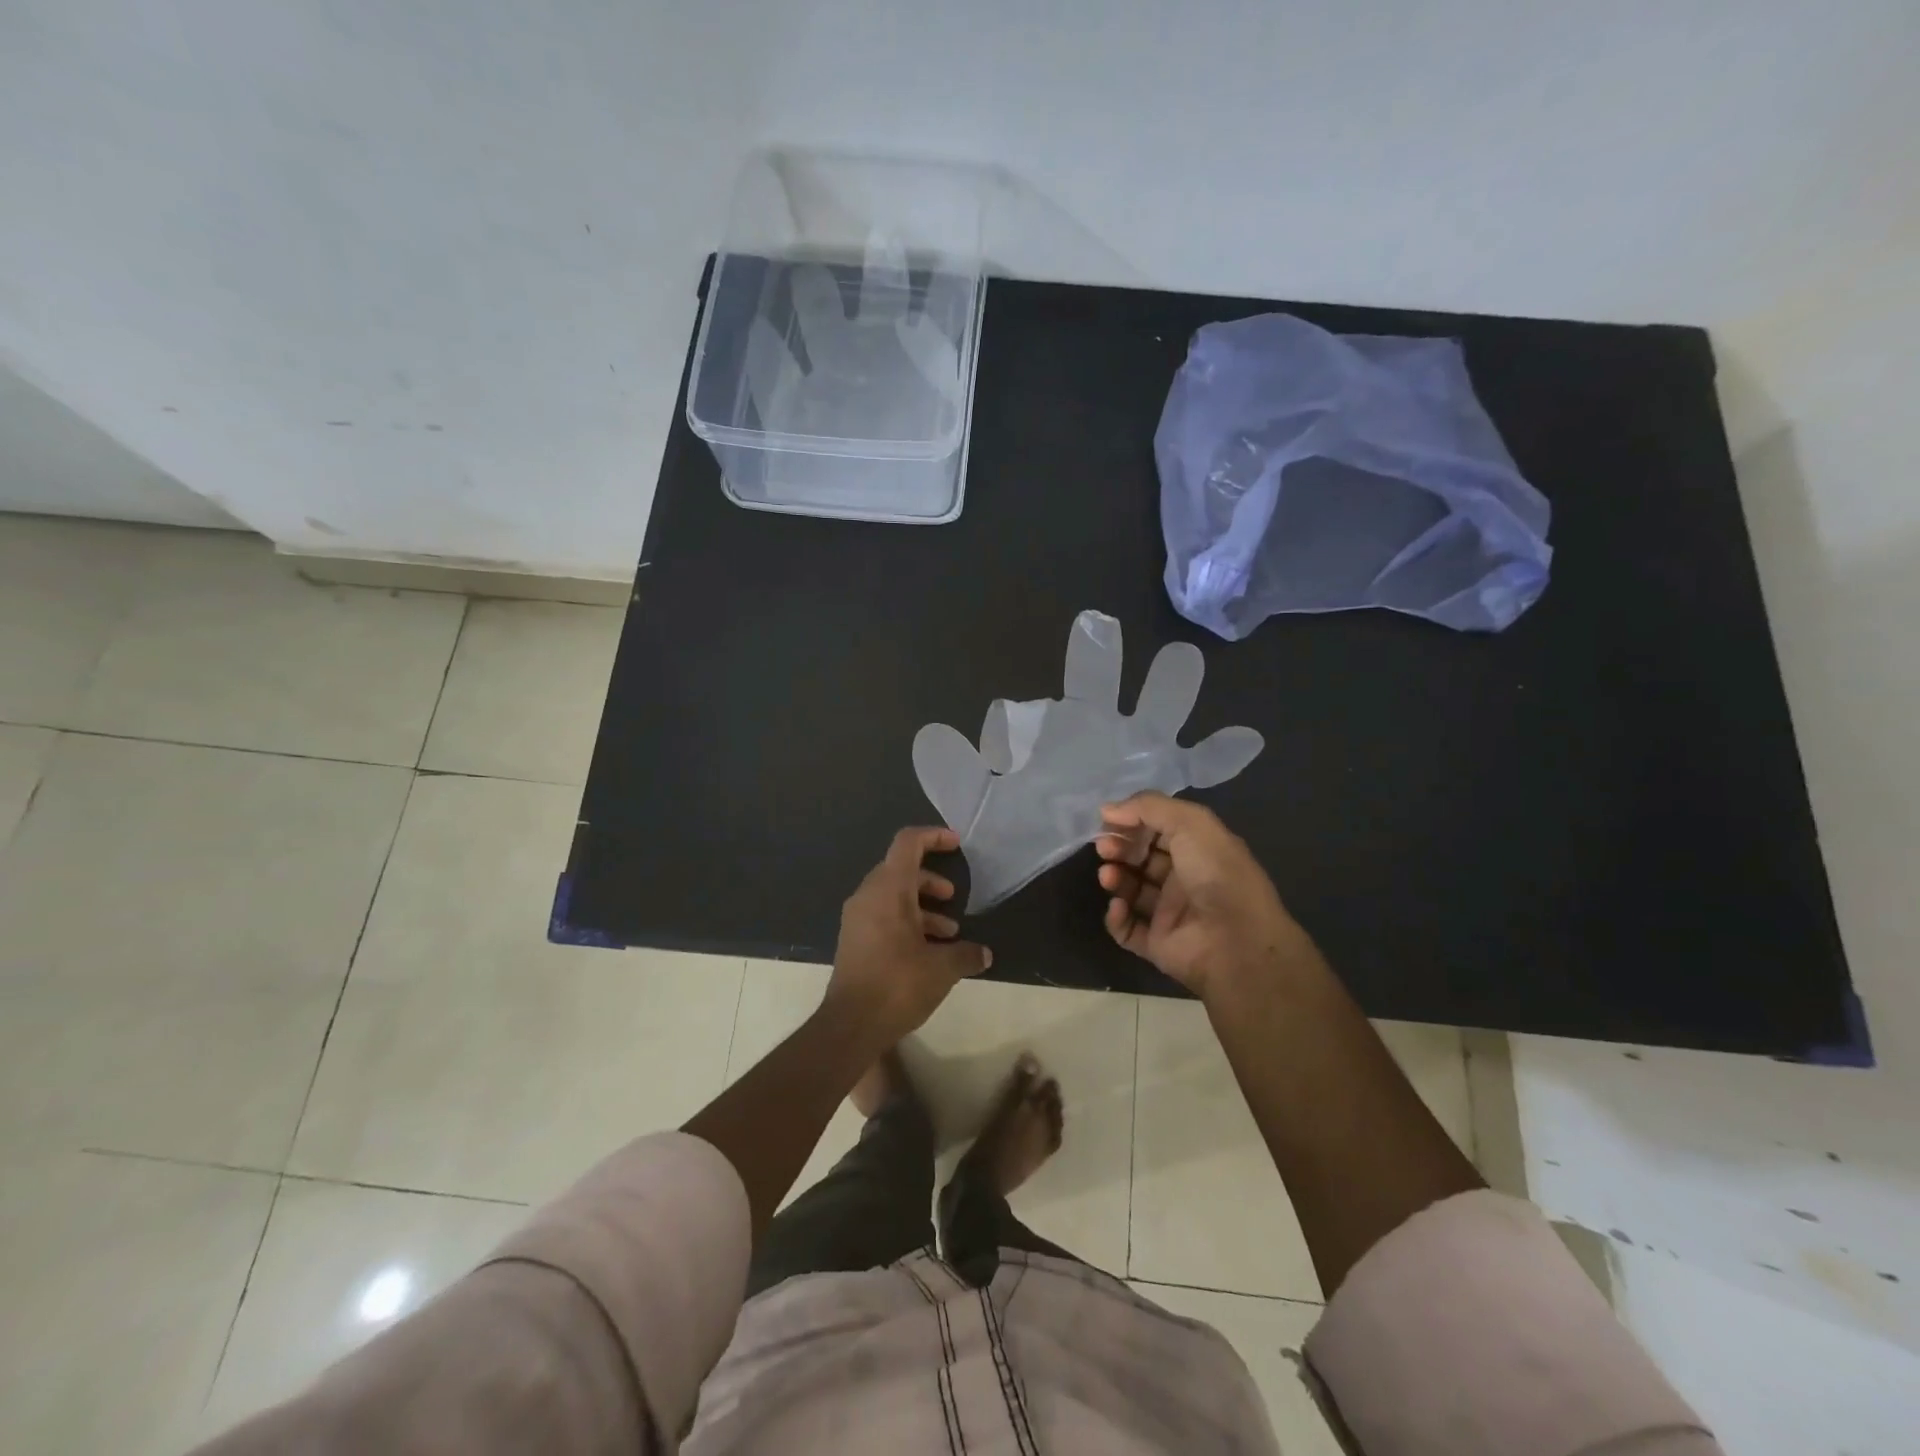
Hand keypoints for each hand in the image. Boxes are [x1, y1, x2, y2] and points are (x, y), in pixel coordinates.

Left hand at [827, 827, 992, 1044]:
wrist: (850, 1025)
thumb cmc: (898, 984)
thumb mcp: (942, 968)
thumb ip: (966, 954)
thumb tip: (984, 954)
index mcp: (888, 889)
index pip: (908, 843)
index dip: (933, 836)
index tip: (956, 844)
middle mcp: (868, 896)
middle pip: (901, 870)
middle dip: (930, 880)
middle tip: (953, 897)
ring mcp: (857, 918)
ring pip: (893, 896)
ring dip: (921, 906)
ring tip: (949, 931)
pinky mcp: (854, 940)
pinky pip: (882, 916)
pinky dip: (907, 922)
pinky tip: (929, 950)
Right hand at [1095, 793, 1309, 1000]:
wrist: (1236, 942)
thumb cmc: (1216, 874)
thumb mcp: (1190, 823)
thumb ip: (1148, 807)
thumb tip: (1107, 809)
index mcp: (1198, 849)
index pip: (1158, 829)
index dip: (1132, 822)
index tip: (1108, 820)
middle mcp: (1185, 878)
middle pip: (1141, 858)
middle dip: (1119, 848)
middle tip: (1104, 848)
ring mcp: (1170, 913)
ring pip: (1131, 890)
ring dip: (1115, 878)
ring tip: (1108, 876)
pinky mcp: (1158, 944)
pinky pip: (1127, 928)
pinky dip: (1117, 917)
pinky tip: (1118, 906)